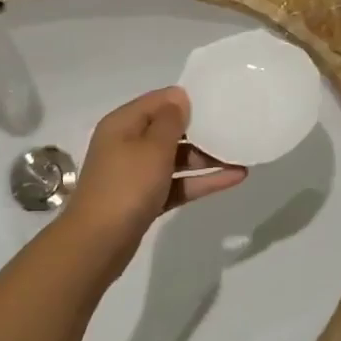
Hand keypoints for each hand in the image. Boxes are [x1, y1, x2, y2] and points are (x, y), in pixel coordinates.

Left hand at [64, 88, 244, 253]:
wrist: (98, 243)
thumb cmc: (126, 186)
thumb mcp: (152, 148)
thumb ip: (170, 121)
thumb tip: (179, 97)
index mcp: (123, 124)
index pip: (159, 101)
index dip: (187, 100)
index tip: (219, 101)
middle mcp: (128, 144)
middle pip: (169, 130)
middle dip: (201, 130)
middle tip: (236, 128)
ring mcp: (137, 174)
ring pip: (176, 159)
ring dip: (206, 157)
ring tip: (242, 155)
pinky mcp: (146, 199)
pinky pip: (177, 183)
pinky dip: (201, 181)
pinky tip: (234, 178)